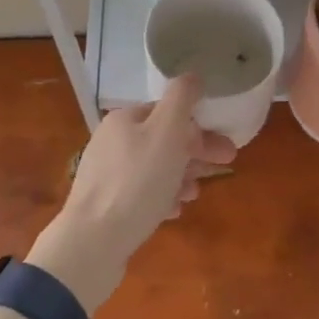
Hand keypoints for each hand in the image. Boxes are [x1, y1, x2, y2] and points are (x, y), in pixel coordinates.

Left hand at [27, 76, 236, 310]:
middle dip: (196, 153)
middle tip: (226, 166)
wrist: (93, 243)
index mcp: (124, 119)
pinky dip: (162, 197)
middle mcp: (112, 141)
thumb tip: (192, 76)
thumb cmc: (136, 182)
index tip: (225, 145)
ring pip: (155, 168)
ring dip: (181, 176)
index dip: (198, 125)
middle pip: (163, 140)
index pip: (167, 112)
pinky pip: (142, 194)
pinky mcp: (106, 206)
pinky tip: (174, 210)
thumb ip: (182, 99)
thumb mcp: (166, 131)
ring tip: (196, 193)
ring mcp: (107, 174)